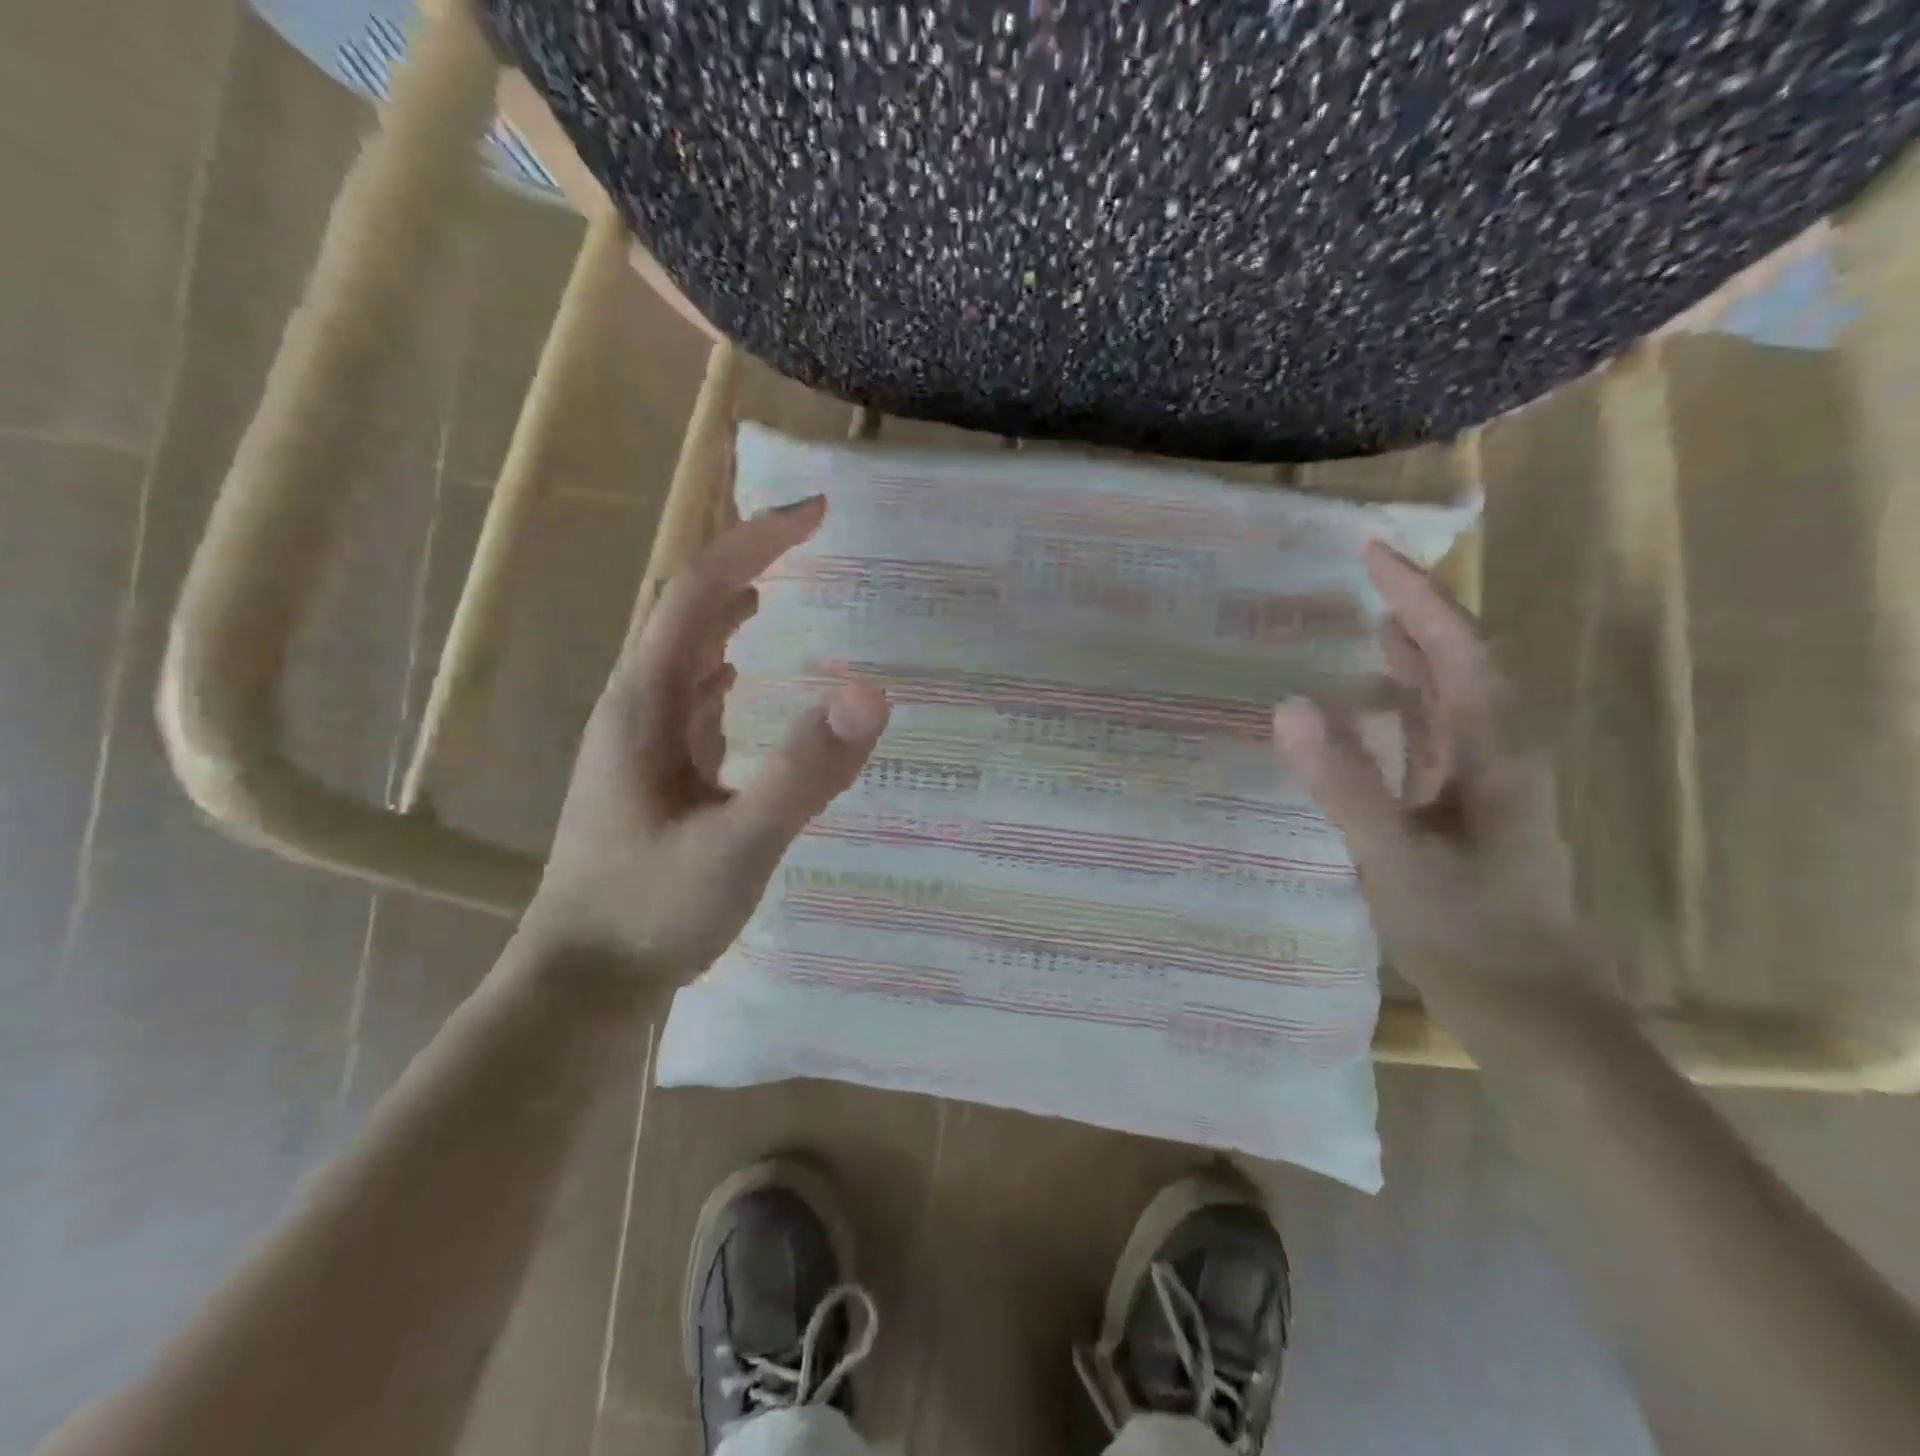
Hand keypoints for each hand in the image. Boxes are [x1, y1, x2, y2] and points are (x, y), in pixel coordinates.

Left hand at [520, 496, 889, 983]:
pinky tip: (742, 682)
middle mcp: (636, 705)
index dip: (756, 541)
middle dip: (747, 558)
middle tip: (809, 537)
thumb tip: (870, 692)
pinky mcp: (650, 772)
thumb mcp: (740, 845)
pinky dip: (722, 665)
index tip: (816, 513)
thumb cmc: (652, 913)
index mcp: (647, 702)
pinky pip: (689, 694)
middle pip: (687, 606)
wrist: (582, 983)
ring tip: (782, 586)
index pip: (700, 590)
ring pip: (684, 648)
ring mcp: (639, 739)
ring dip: (730, 606)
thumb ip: (803, 772)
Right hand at [1272, 541, 1610, 1037]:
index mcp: (1492, 750)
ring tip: (1371, 622)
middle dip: (1418, 612)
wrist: (1531, 1009)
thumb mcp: (1393, 857)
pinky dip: (1407, 706)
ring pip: (1452, 698)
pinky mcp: (1469, 809)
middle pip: (1462, 662)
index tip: (1373, 553)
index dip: (1418, 596)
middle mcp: (1497, 753)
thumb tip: (1288, 706)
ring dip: (1416, 656)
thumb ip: (1342, 782)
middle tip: (1366, 577)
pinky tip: (1376, 710)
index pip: (1457, 649)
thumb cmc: (1467, 931)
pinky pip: (1436, 735)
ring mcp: (1486, 783)